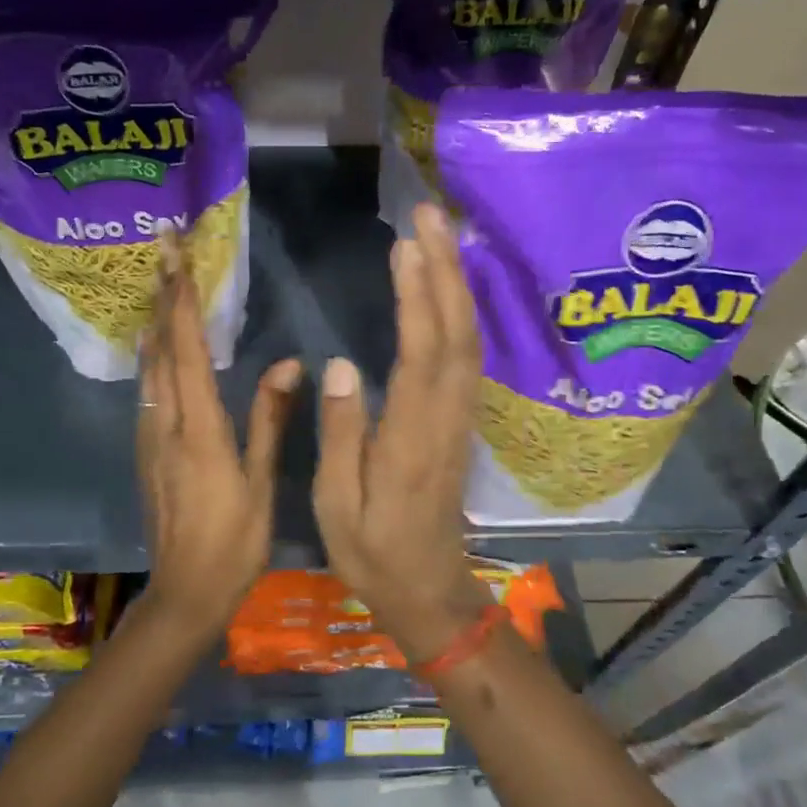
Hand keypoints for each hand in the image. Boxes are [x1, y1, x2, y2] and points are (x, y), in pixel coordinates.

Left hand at [137, 235, 300, 628]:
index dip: (182, 302)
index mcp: (198, 429)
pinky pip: (148, 389)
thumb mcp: (260, 481)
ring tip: (160, 284)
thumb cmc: (233, 541)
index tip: (177, 258)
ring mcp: (149, 437)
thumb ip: (269, 419)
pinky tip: (157, 347)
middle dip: (161, 296)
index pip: (187, 351)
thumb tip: (289, 363)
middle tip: (162, 251)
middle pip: (160, 348)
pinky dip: (153, 356)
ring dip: (154, 322)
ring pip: (148, 367)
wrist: (184, 593)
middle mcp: (165, 424)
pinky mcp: (146, 451)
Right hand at [313, 203, 492, 663]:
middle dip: (445, 270)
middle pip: (456, 333)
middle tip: (428, 214)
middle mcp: (445, 418)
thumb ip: (343, 434)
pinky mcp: (461, 420)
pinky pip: (468, 355)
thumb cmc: (374, 554)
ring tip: (437, 234)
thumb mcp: (338, 507)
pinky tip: (448, 286)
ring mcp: (460, 418)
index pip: (421, 356)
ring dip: (456, 283)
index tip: (404, 247)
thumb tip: (340, 365)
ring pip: (468, 340)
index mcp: (411, 439)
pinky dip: (461, 312)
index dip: (416, 299)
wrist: (431, 592)